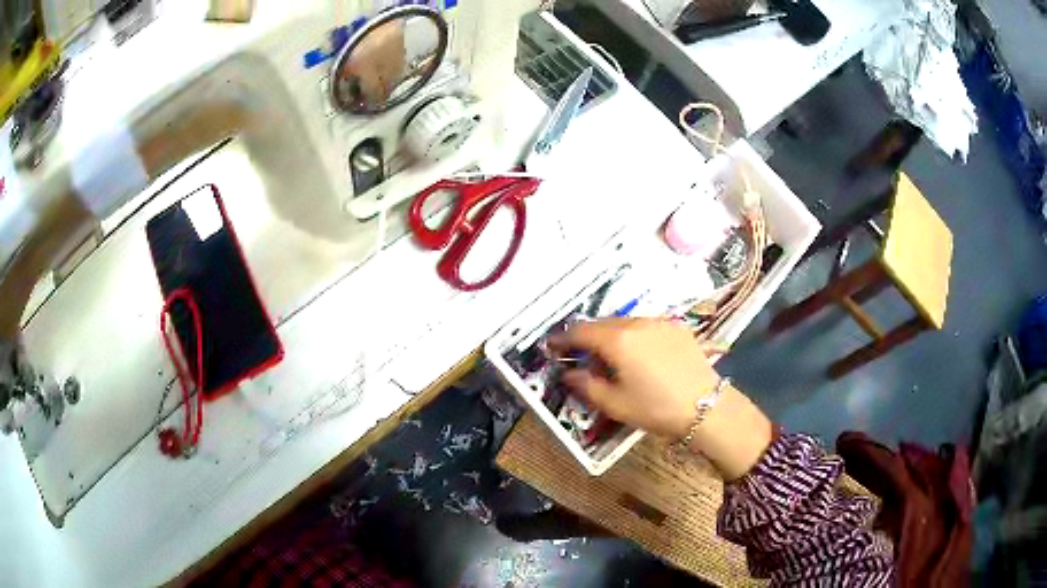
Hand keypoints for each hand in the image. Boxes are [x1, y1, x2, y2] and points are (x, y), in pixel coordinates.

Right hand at [549, 318, 771, 480]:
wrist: (705, 406)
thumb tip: (569, 373)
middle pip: (602, 324)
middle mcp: (636, 323)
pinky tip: (638, 355)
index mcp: (617, 340)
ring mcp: (658, 322)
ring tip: (610, 358)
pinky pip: (644, 325)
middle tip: (580, 357)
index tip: (551, 345)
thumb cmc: (656, 408)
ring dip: (610, 335)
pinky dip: (632, 335)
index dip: (563, 338)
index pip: (580, 332)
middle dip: (586, 337)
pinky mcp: (676, 327)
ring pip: (624, 323)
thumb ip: (586, 385)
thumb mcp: (615, 404)